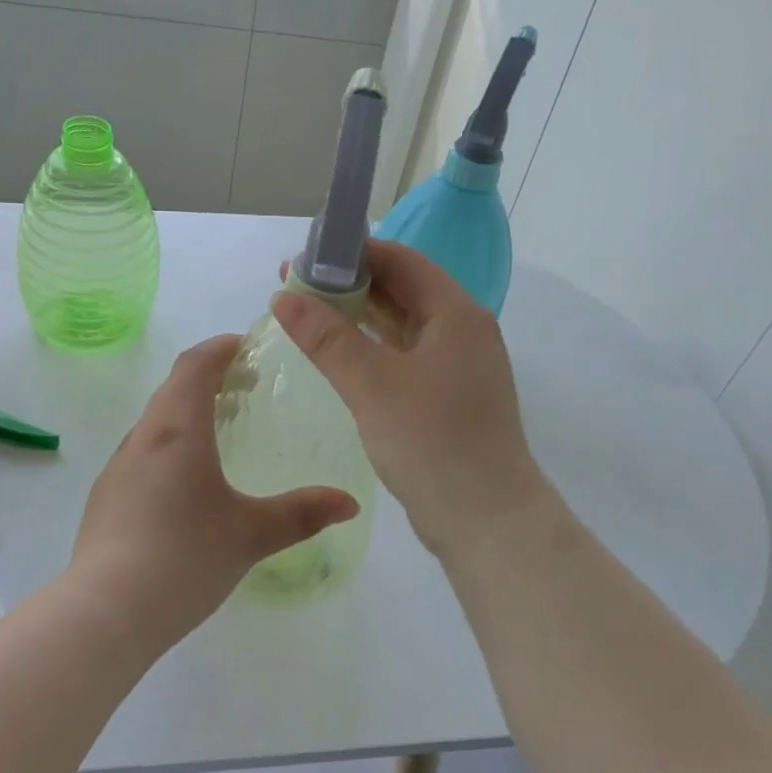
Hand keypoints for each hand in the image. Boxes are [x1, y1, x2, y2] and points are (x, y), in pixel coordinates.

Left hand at [69, 335, 358, 649]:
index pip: (194, 365)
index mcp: (177, 430)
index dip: (220, 348)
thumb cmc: (185, 557)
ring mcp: (118, 468)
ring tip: (221, 433)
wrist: (107, 611)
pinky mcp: (106, 498)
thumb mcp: (252, 534)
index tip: (246, 346)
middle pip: (174, 389)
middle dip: (209, 378)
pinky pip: (143, 452)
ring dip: (187, 412)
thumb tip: (350, 503)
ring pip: (156, 422)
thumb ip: (302, 514)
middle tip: (245, 389)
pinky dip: (170, 445)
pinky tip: (187, 484)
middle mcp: (143, 438)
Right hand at [272, 240, 548, 559]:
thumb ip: (327, 337)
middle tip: (295, 288)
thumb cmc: (431, 442)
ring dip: (359, 317)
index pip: (401, 261)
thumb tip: (285, 295)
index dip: (353, 252)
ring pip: (403, 325)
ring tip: (307, 315)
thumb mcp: (372, 384)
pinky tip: (339, 355)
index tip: (305, 257)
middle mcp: (463, 331)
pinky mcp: (449, 397)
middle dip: (350, 284)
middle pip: (403, 290)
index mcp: (456, 314)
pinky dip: (372, 349)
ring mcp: (459, 366)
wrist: (486, 520)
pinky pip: (405, 356)